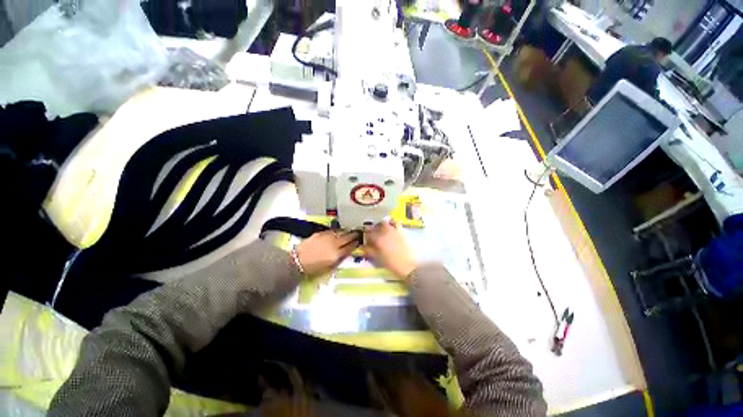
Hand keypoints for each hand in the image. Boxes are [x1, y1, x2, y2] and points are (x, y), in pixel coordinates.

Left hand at [295, 230, 358, 275]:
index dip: (355, 244)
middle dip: (353, 235)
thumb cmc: (313, 268)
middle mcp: (334, 244)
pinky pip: (332, 231)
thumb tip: (344, 253)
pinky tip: (339, 231)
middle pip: (347, 238)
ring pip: (341, 232)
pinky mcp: (321, 233)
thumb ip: (338, 259)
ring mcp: (327, 237)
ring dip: (346, 232)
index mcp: (336, 254)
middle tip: (357, 233)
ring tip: (350, 231)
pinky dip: (337, 231)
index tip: (358, 241)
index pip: (349, 247)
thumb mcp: (328, 267)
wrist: (297, 260)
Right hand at [363, 221, 417, 279]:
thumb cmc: (391, 264)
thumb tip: (362, 246)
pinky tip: (390, 227)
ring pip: (384, 223)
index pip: (368, 233)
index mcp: (378, 239)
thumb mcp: (377, 258)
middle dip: (372, 229)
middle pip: (375, 226)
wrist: (408, 266)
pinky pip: (395, 223)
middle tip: (371, 234)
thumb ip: (369, 250)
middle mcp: (385, 232)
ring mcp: (393, 231)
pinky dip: (391, 223)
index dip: (365, 235)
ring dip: (380, 225)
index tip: (364, 238)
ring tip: (380, 230)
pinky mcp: (401, 231)